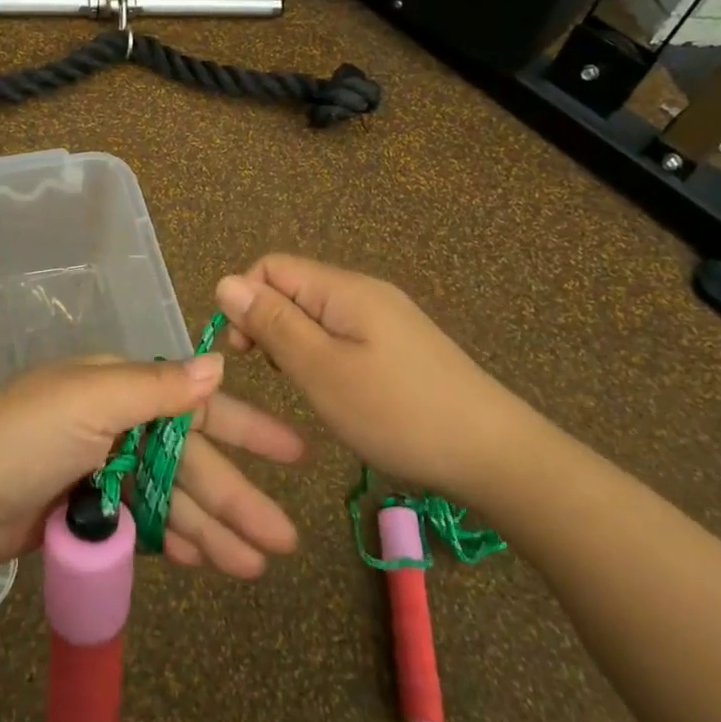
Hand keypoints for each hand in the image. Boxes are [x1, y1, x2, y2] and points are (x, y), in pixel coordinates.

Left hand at [0, 354, 303, 577]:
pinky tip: (205, 562)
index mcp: (120, 387)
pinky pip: (144, 524)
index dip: (246, 428)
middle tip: (284, 540)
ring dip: (213, 529)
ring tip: (255, 566)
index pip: (196, 405)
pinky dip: (174, 541)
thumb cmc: (21, 438)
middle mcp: (117, 422)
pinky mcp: (87, 511)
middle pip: (189, 461)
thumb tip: (218, 362)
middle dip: (237, 497)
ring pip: (171, 499)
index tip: (293, 453)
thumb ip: (156, 387)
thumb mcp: (90, 402)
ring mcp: (102, 468)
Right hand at [214, 255, 531, 497]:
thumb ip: (273, 324)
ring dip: (295, 344)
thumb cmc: (397, 412)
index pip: (271, 267)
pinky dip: (324, 356)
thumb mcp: (322, 370)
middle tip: (275, 376)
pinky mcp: (399, 345)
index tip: (244, 353)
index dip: (246, 301)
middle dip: (269, 324)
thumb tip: (226, 282)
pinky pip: (342, 334)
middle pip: (293, 288)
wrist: (494, 454)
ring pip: (316, 314)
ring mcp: (386, 318)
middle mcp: (364, 292)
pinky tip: (336, 391)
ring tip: (305, 388)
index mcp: (344, 289)